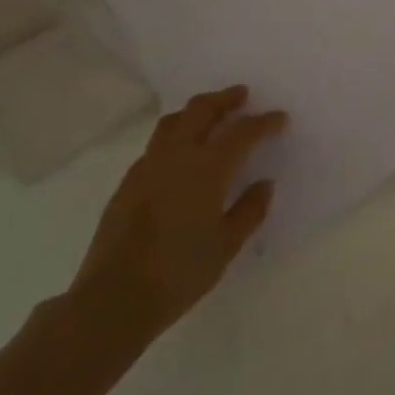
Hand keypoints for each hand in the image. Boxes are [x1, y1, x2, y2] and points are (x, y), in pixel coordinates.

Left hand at [63, 86, 283, 357]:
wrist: (114, 298)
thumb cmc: (179, 273)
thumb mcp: (226, 246)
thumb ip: (249, 211)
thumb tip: (264, 184)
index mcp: (207, 168)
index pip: (242, 132)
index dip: (264, 122)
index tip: (279, 118)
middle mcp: (177, 155)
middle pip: (202, 110)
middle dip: (225, 99)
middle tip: (242, 96)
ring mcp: (148, 165)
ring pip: (174, 120)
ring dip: (197, 110)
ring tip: (211, 115)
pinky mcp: (129, 180)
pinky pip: (157, 143)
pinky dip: (176, 133)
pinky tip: (182, 152)